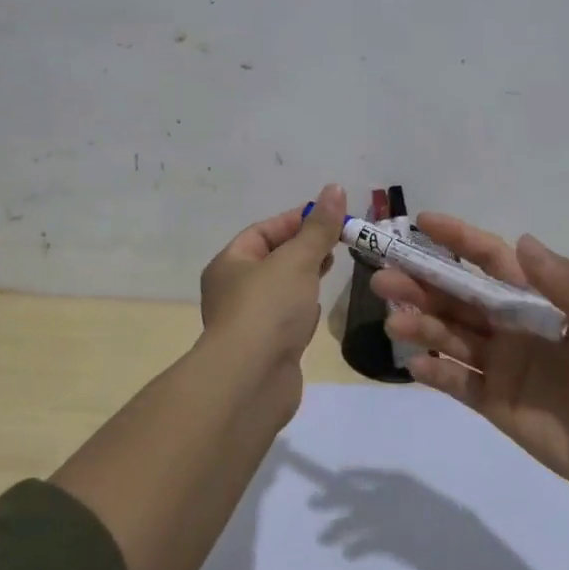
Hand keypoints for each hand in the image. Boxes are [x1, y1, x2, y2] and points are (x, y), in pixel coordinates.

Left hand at [199, 183, 346, 368]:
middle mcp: (233, 290)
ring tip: (333, 266)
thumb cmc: (268, 308)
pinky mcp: (265, 348)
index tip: (330, 216)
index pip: (263, 231)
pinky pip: (286, 318)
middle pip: (272, 259)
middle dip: (304, 248)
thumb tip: (335, 188)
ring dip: (304, 277)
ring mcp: (249, 322)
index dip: (296, 220)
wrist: (250, 381)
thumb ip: (319, 228)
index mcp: (230, 263)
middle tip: (338, 240)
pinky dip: (302, 308)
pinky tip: (318, 308)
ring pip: (280, 289)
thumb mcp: (297, 259)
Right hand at [372, 215, 568, 504]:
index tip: (421, 222)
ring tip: (393, 323)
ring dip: (420, 324)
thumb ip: (567, 285)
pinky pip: (455, 382)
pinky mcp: (492, 401)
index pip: (490, 260)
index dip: (457, 239)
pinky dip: (434, 372)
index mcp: (536, 299)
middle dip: (421, 283)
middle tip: (384, 278)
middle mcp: (510, 324)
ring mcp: (498, 363)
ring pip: (449, 335)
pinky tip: (415, 365)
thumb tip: (522, 241)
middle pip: (457, 296)